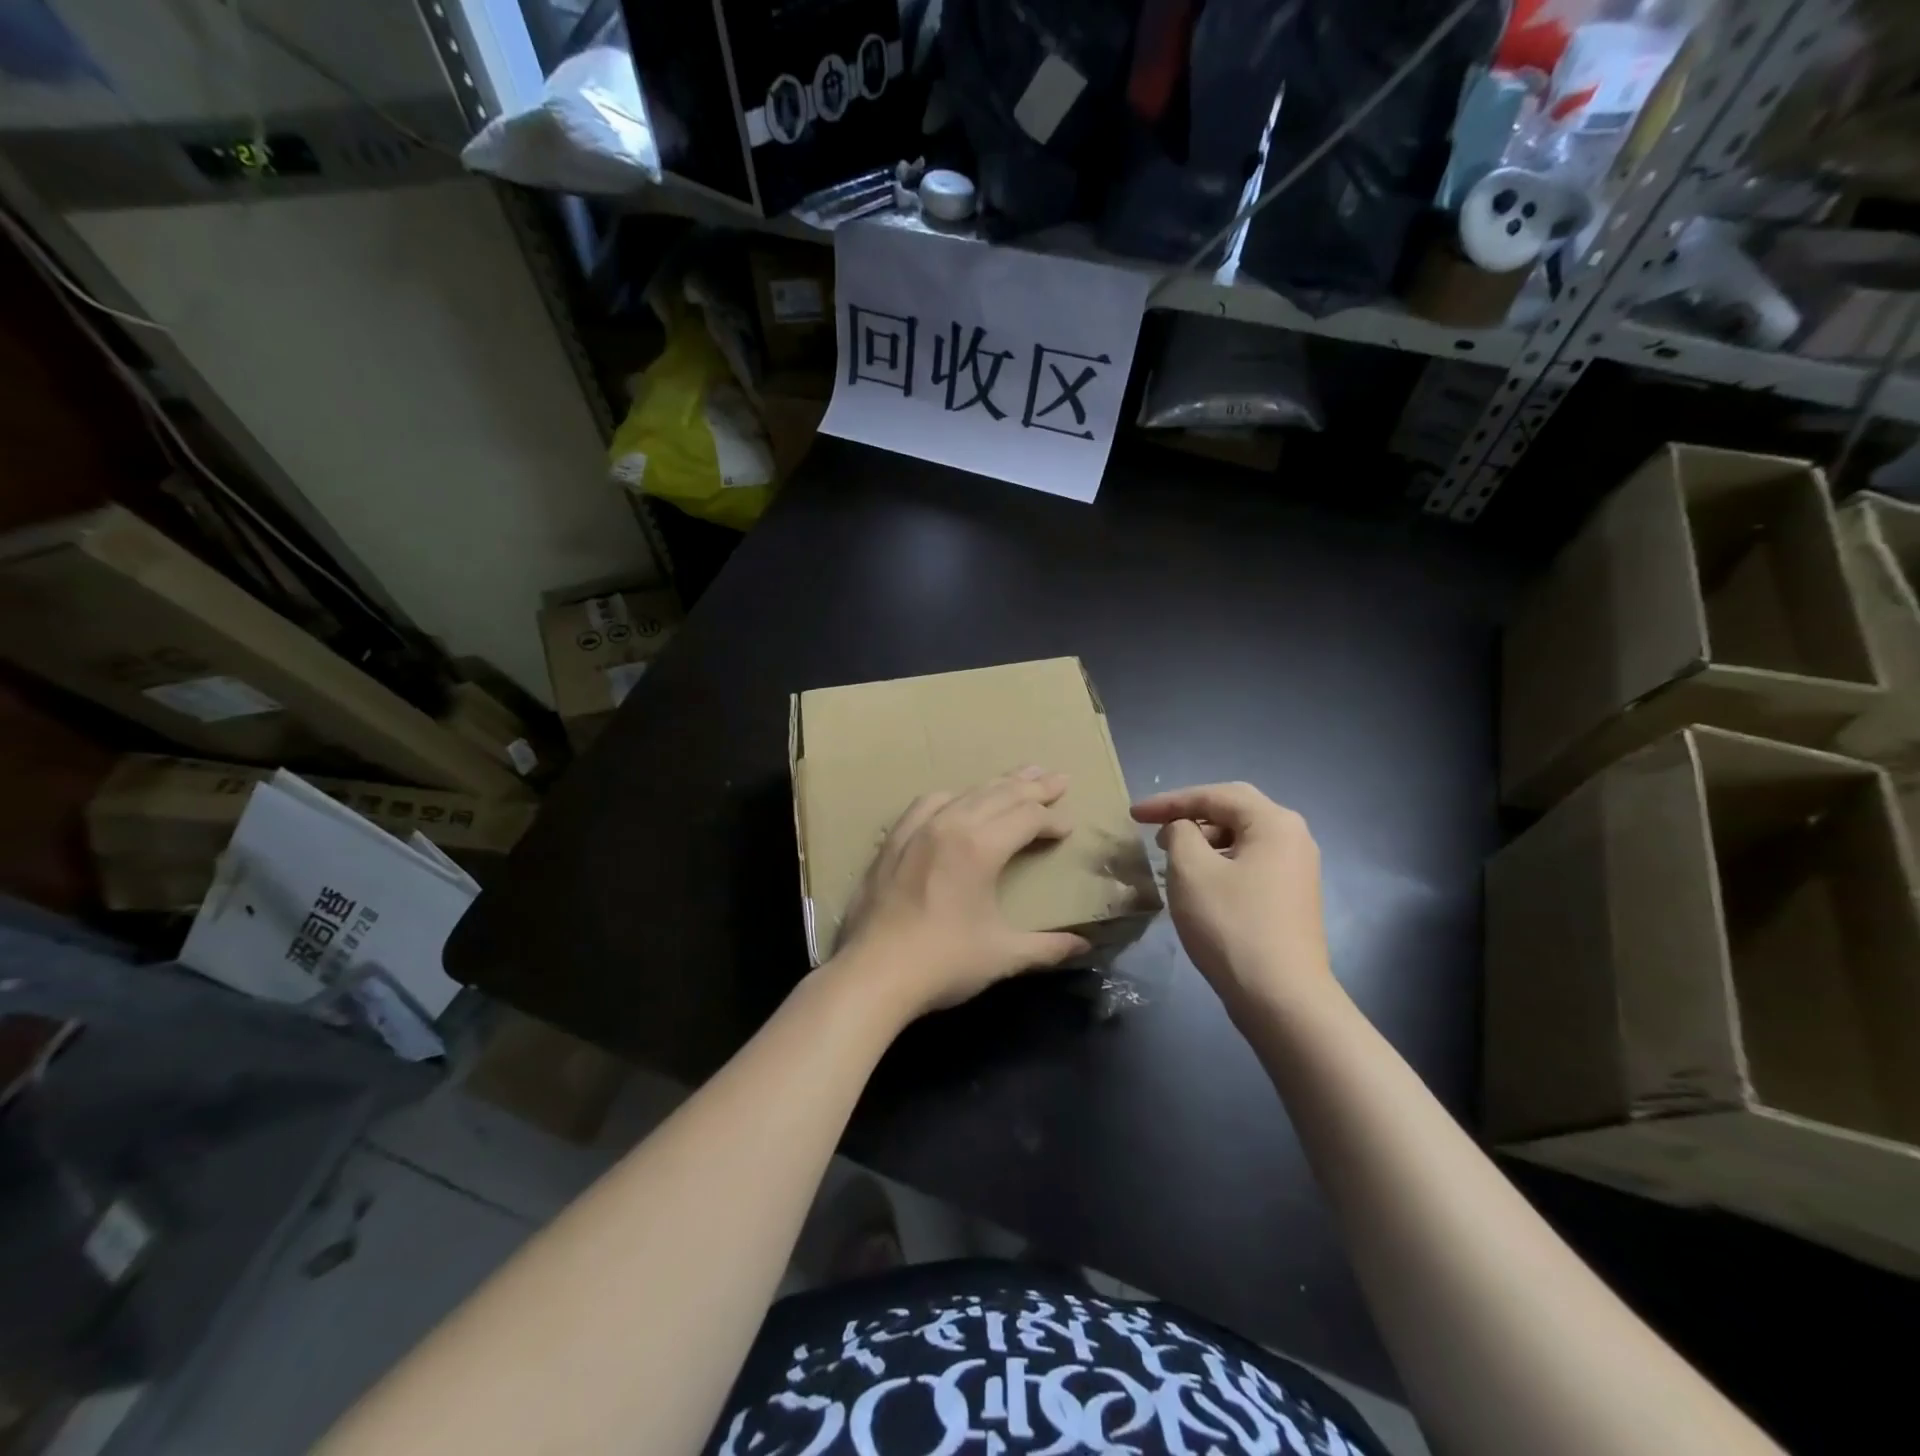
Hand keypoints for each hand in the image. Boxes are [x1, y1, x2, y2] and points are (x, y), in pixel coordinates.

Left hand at [834, 768, 1092, 1017]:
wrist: (873, 974)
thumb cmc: (943, 963)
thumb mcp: (1003, 956)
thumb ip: (1047, 947)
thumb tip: (1084, 946)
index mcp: (980, 847)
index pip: (1027, 818)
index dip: (1052, 820)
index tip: (1068, 827)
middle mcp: (950, 826)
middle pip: (999, 794)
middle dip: (1033, 787)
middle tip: (1058, 778)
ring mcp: (917, 830)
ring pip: (965, 794)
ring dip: (996, 785)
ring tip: (1018, 777)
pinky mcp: (892, 842)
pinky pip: (926, 805)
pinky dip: (951, 797)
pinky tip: (955, 800)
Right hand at [1130, 782, 1335, 1021]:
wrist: (1282, 998)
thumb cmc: (1232, 925)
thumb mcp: (1191, 870)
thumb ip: (1180, 833)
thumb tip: (1183, 829)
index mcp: (1274, 823)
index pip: (1215, 795)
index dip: (1170, 801)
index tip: (1134, 814)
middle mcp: (1293, 838)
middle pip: (1233, 812)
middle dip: (1189, 816)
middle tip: (1154, 828)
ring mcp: (1297, 870)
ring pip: (1241, 839)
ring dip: (1203, 841)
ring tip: (1171, 856)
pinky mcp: (1291, 898)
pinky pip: (1249, 864)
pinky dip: (1219, 863)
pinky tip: (1197, 883)